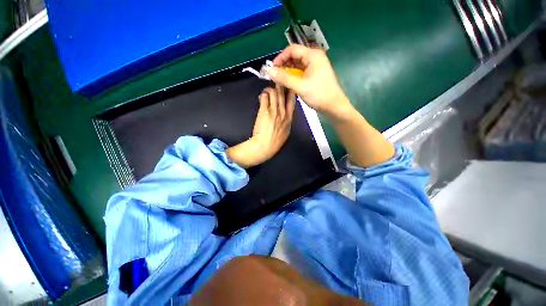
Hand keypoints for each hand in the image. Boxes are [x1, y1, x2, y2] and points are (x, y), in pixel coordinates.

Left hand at [226, 85, 295, 167]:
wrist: (265, 145)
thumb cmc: (275, 141)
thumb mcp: (286, 132)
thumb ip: (287, 122)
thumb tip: (286, 116)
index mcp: (289, 118)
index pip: (292, 101)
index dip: (291, 91)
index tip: (289, 86)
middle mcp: (283, 112)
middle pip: (283, 94)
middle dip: (281, 85)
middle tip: (277, 82)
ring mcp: (273, 111)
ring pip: (274, 93)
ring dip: (270, 89)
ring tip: (267, 91)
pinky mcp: (264, 111)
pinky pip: (264, 97)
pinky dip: (263, 95)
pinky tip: (261, 97)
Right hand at [267, 45, 352, 119]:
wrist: (333, 106)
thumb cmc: (319, 95)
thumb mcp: (300, 86)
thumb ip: (284, 78)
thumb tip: (269, 71)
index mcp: (312, 55)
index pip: (292, 49)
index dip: (280, 57)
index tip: (272, 69)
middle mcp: (314, 58)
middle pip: (294, 57)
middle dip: (283, 65)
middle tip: (275, 76)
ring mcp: (315, 67)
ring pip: (297, 65)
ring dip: (287, 71)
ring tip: (280, 80)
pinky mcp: (314, 75)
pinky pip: (301, 72)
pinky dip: (293, 76)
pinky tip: (288, 83)